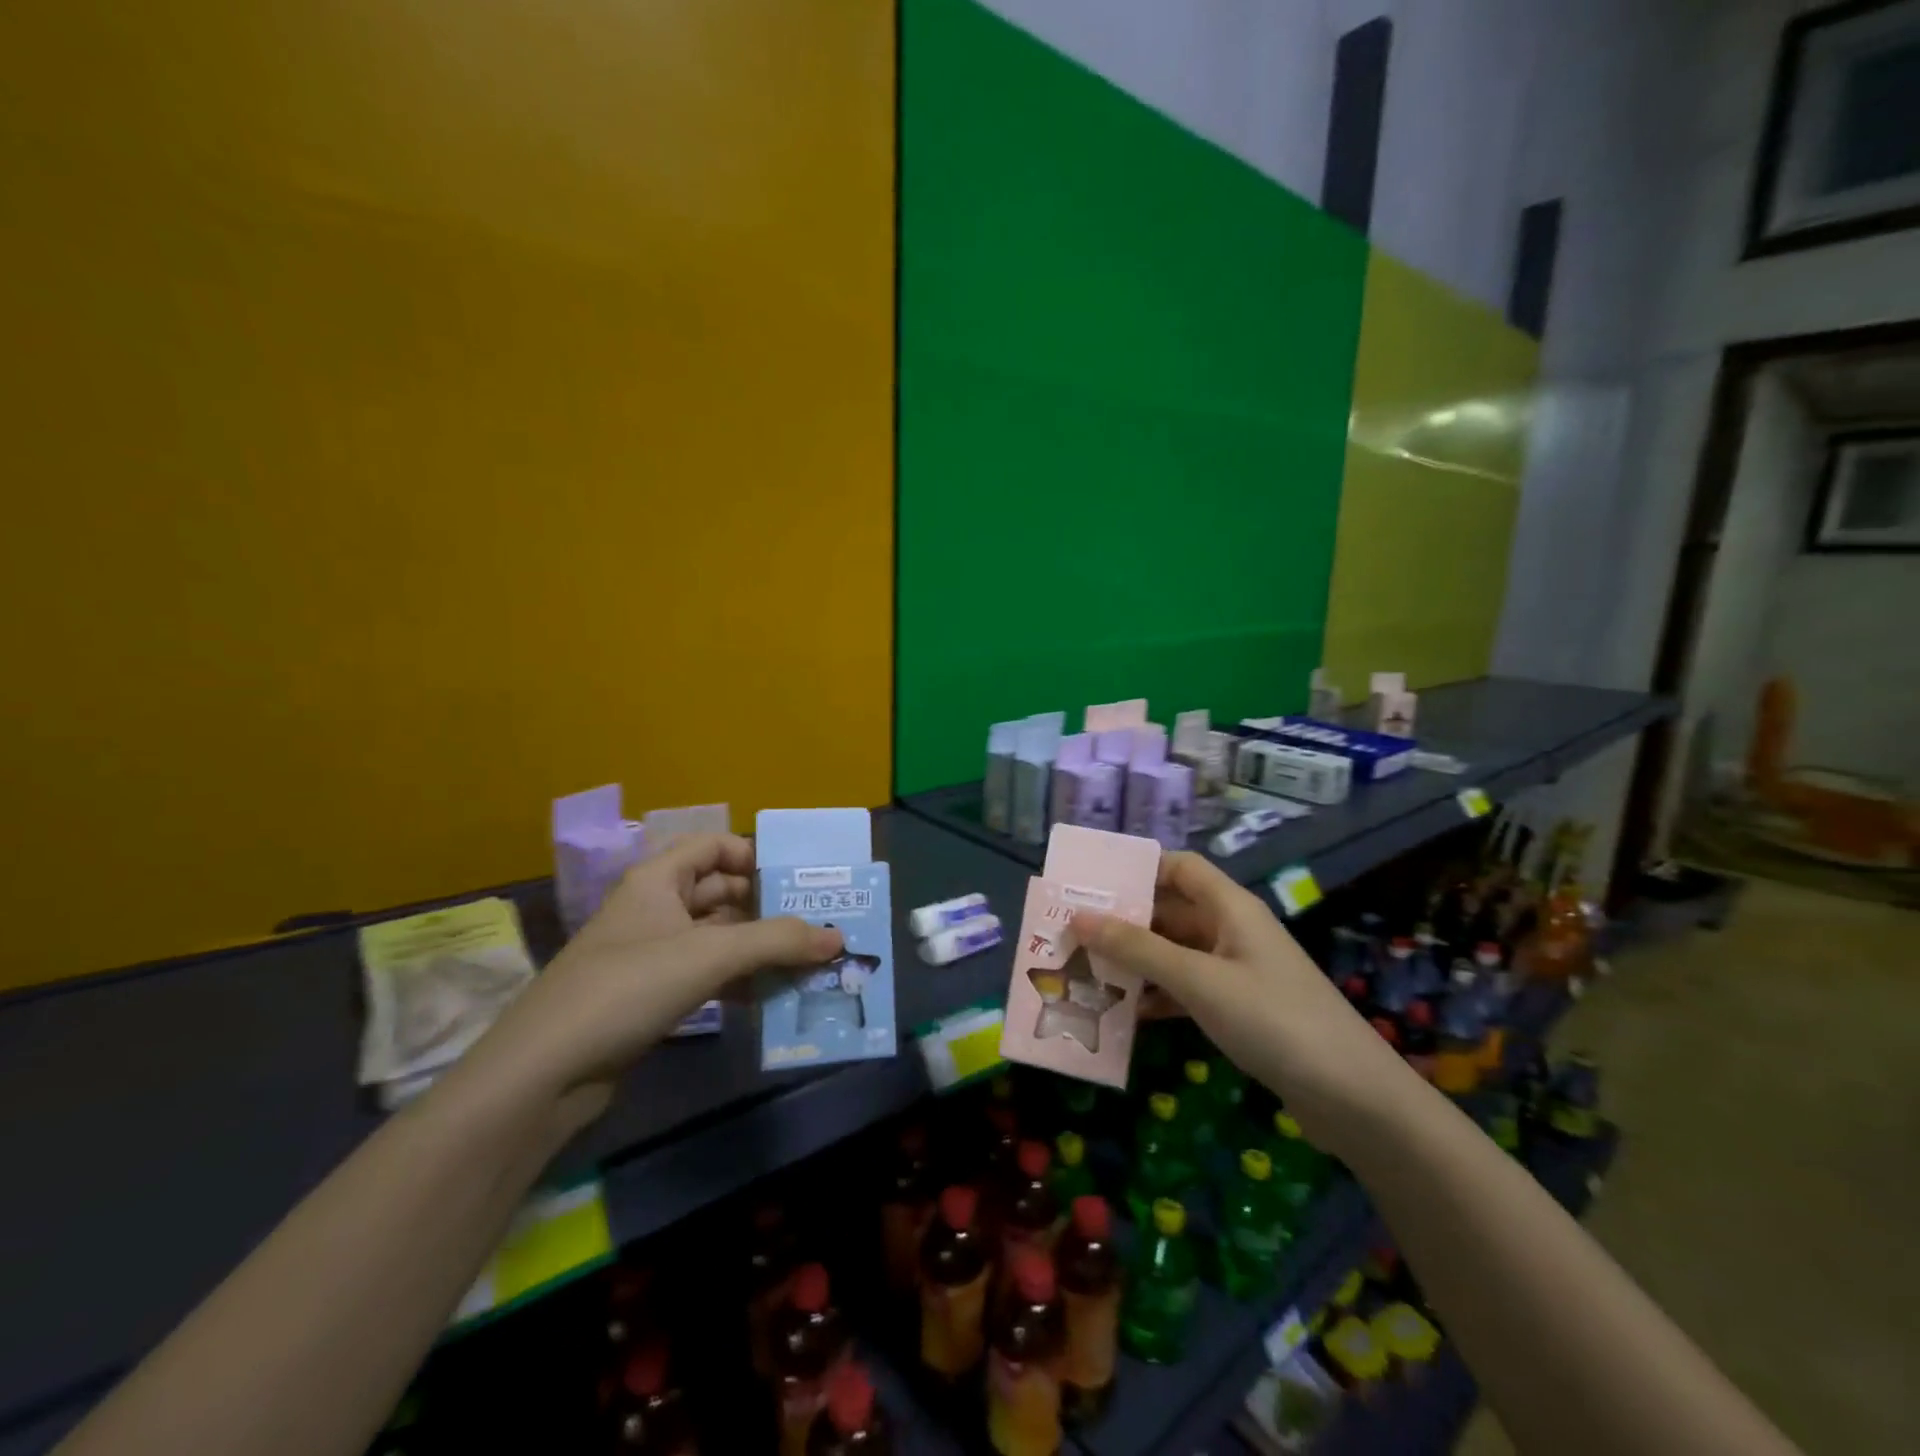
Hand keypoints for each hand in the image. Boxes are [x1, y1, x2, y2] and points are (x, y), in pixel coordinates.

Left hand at [450, 834, 842, 1130]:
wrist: (544, 1073)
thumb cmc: (628, 987)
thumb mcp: (710, 955)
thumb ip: (777, 941)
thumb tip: (838, 937)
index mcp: (658, 879)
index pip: (714, 846)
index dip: (755, 856)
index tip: (797, 883)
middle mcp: (655, 908)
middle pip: (721, 893)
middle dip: (767, 909)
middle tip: (817, 926)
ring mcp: (651, 955)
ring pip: (717, 938)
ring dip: (758, 949)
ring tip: (808, 963)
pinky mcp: (650, 996)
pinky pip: (706, 975)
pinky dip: (738, 981)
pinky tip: (772, 998)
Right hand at [1075, 852, 1412, 1150]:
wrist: (1354, 1099)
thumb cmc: (1274, 1021)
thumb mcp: (1199, 981)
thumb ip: (1138, 949)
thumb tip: (1078, 917)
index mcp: (1230, 908)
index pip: (1179, 867)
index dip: (1137, 868)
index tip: (1090, 884)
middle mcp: (1232, 931)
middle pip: (1171, 910)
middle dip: (1124, 919)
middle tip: (1071, 931)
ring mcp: (1237, 971)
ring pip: (1175, 952)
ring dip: (1136, 960)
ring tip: (1084, 969)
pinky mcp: (1239, 1009)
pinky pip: (1187, 988)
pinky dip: (1158, 995)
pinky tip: (1124, 1012)